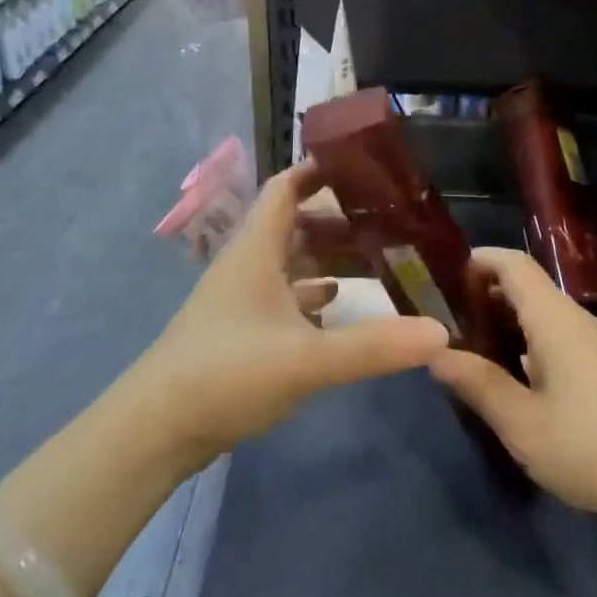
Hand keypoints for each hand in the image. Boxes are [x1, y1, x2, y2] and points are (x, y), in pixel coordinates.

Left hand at [135, 162, 451, 467]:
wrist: (156, 430)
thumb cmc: (226, 374)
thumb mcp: (306, 360)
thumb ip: (373, 346)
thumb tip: (441, 332)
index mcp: (256, 249)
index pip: (286, 187)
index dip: (319, 171)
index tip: (363, 167)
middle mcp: (248, 264)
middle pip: (295, 223)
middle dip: (338, 218)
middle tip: (388, 220)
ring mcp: (241, 298)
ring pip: (290, 261)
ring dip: (327, 256)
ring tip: (377, 257)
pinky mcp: (240, 330)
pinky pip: (284, 296)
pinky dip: (312, 294)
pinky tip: (338, 306)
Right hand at [429, 247, 596, 522]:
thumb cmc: (589, 446)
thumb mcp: (522, 422)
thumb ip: (478, 384)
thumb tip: (436, 353)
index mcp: (554, 319)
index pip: (514, 265)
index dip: (480, 259)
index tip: (446, 276)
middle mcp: (575, 319)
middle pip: (528, 285)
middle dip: (487, 291)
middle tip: (449, 318)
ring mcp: (595, 342)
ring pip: (543, 311)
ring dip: (507, 318)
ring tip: (473, 345)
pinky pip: (557, 334)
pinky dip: (527, 339)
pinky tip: (514, 374)